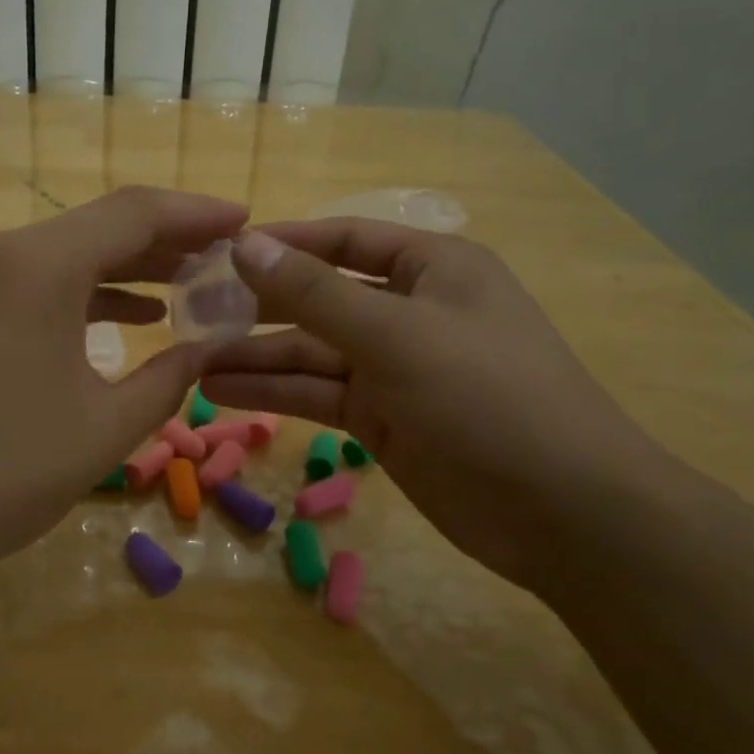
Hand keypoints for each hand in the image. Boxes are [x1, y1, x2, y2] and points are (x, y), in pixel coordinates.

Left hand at [0, 187, 247, 578]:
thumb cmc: (1, 472)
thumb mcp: (105, 429)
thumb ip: (168, 379)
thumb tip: (206, 349)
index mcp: (40, 266)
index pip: (136, 213)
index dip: (197, 214)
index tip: (246, 223)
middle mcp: (0, 254)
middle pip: (100, 226)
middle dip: (168, 240)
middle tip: (226, 258)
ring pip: (66, 255)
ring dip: (128, 267)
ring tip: (189, 285)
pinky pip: (35, 283)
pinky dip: (85, 293)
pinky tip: (127, 316)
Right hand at [203, 220, 674, 591]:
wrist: (562, 511)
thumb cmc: (487, 397)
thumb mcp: (396, 335)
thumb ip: (314, 293)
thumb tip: (244, 245)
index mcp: (431, 268)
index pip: (343, 241)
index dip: (282, 244)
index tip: (219, 254)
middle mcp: (410, 311)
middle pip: (319, 298)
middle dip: (259, 306)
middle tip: (192, 312)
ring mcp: (395, 368)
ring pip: (311, 352)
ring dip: (256, 356)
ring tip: (191, 360)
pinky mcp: (382, 419)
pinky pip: (318, 394)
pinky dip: (274, 392)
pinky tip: (221, 392)